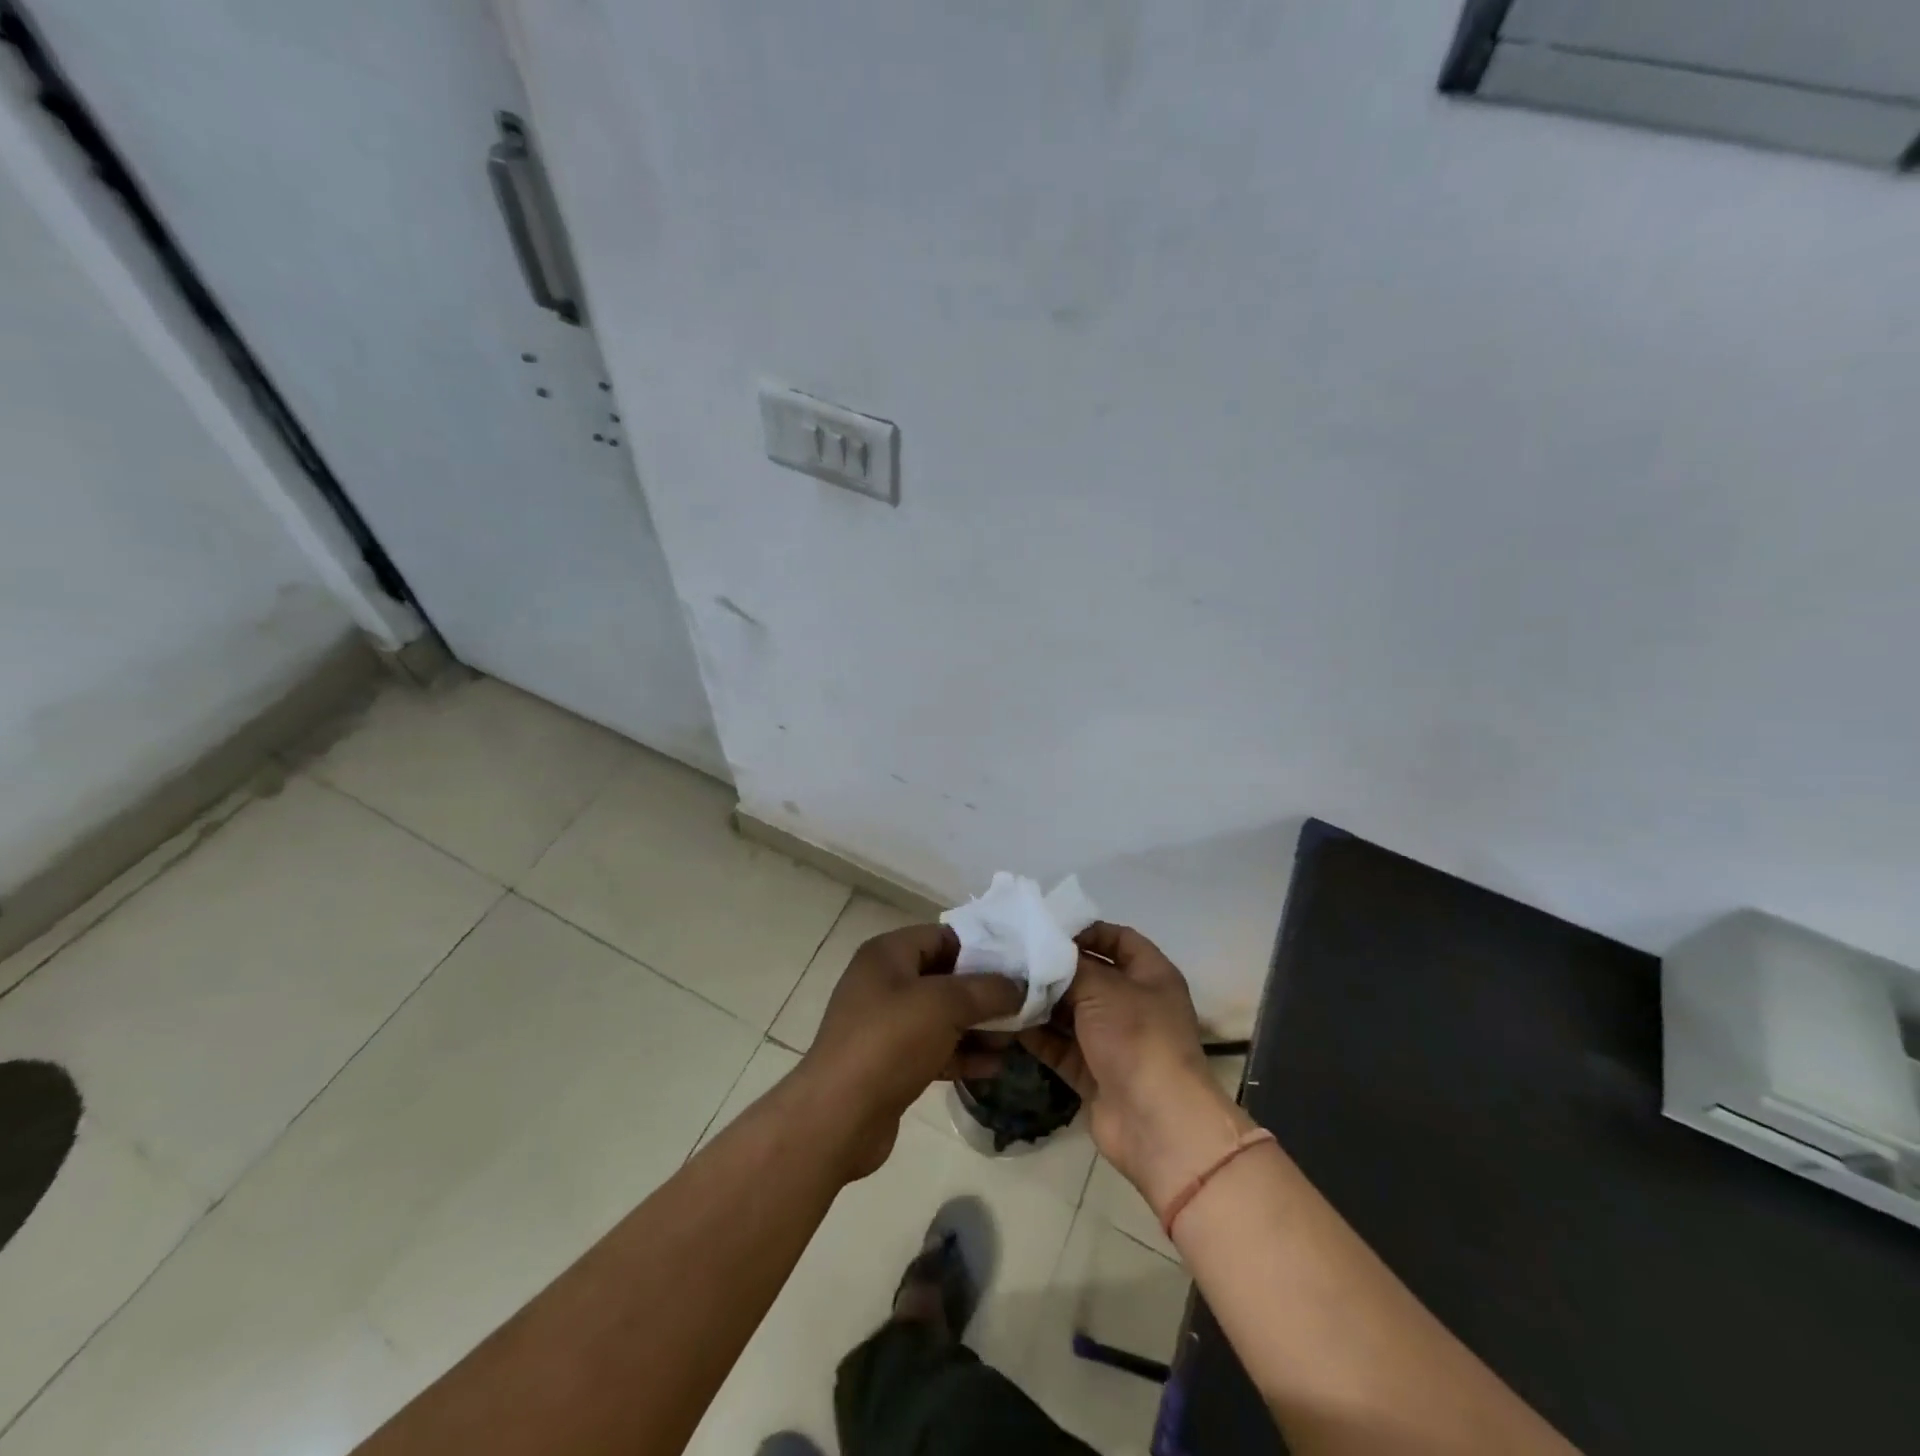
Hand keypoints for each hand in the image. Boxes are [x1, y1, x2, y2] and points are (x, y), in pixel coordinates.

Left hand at [796, 923, 1021, 1179]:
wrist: (838, 1117)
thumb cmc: (890, 1042)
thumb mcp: (945, 1005)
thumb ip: (987, 990)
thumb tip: (1019, 986)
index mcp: (888, 954)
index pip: (942, 937)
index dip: (981, 948)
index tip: (1018, 966)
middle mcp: (884, 983)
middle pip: (944, 978)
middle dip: (984, 993)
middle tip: (1023, 1006)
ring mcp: (885, 1025)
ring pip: (941, 1016)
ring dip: (977, 1027)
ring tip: (1015, 1040)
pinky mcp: (890, 1063)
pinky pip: (934, 1049)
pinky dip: (961, 1055)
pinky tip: (994, 1067)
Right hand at [1019, 923, 1253, 1217]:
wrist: (1156, 1123)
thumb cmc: (1137, 1038)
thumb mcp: (1104, 989)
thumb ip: (1071, 967)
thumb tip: (1045, 954)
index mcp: (1151, 976)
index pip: (1119, 939)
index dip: (1087, 930)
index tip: (1047, 928)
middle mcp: (1134, 1004)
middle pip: (1091, 976)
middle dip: (1055, 968)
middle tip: (1013, 955)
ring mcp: (1114, 1041)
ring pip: (1072, 1013)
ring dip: (1042, 1002)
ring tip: (1003, 985)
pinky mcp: (1094, 1073)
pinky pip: (1061, 1046)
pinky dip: (1038, 1036)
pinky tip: (1007, 1021)